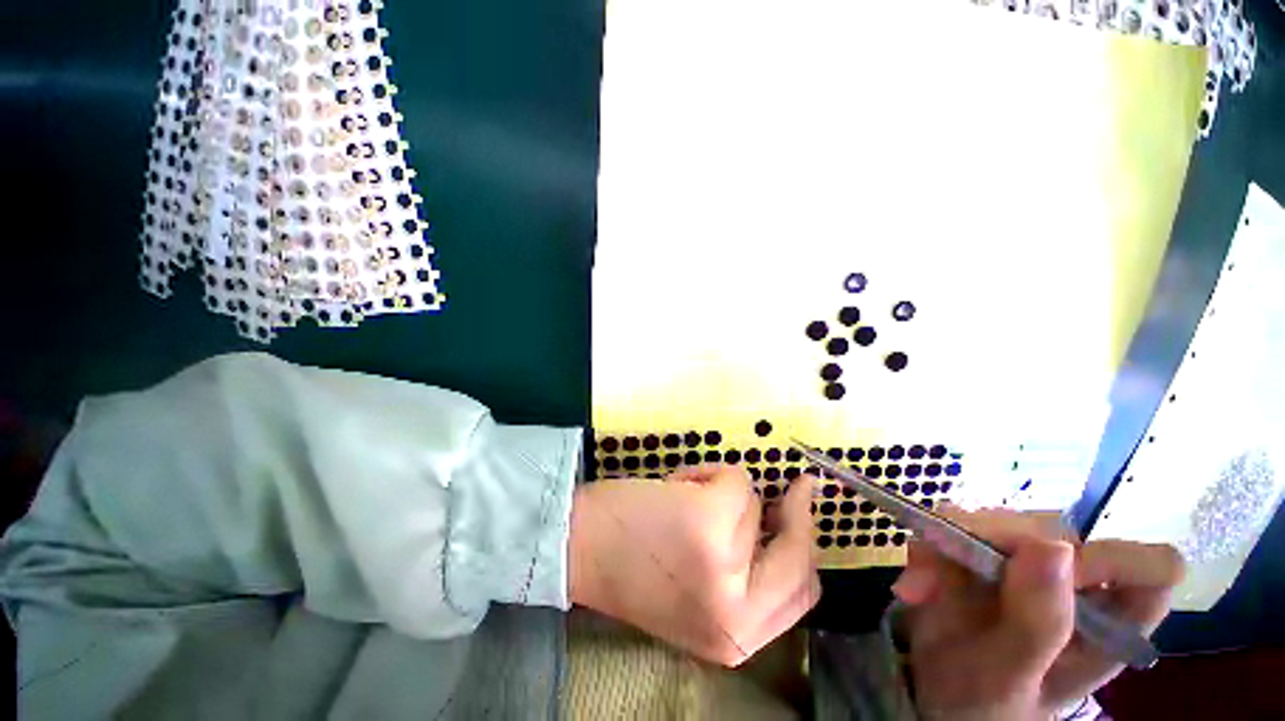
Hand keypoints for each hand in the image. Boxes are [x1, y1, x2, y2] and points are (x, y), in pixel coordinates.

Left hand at [568, 465, 820, 665]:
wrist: (576, 549)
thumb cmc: (631, 567)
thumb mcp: (695, 594)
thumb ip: (741, 577)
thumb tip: (772, 523)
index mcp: (735, 636)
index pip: (802, 592)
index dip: (807, 549)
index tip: (803, 511)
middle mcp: (737, 612)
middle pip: (801, 555)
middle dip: (800, 513)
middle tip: (797, 489)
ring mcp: (725, 564)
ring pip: (755, 504)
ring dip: (723, 493)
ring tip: (684, 498)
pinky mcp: (708, 520)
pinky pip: (732, 479)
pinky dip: (706, 472)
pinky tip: (675, 484)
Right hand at [892, 508, 1183, 719]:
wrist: (935, 701)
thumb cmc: (984, 707)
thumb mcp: (1010, 677)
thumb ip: (1039, 623)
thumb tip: (1052, 547)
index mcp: (1108, 625)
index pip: (1151, 568)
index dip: (1110, 560)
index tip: (1050, 572)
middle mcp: (1073, 586)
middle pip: (1055, 532)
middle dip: (991, 544)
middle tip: (947, 574)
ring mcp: (1025, 566)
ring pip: (997, 522)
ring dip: (947, 545)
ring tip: (920, 588)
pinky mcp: (982, 554)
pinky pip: (953, 527)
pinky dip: (926, 549)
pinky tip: (914, 583)